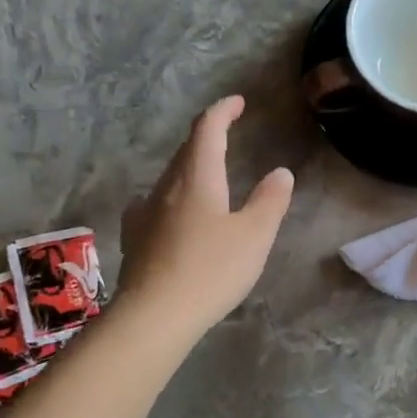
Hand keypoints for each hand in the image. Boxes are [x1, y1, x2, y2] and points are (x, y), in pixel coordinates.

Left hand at [120, 96, 293, 338]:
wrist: (154, 315)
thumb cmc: (210, 270)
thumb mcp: (254, 236)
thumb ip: (270, 201)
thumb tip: (280, 173)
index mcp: (198, 178)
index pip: (207, 129)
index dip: (223, 110)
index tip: (237, 102)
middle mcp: (166, 187)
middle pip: (186, 151)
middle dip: (207, 136)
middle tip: (227, 132)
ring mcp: (145, 212)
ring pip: (170, 177)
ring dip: (190, 167)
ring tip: (207, 175)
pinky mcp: (135, 238)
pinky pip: (154, 204)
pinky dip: (171, 197)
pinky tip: (170, 212)